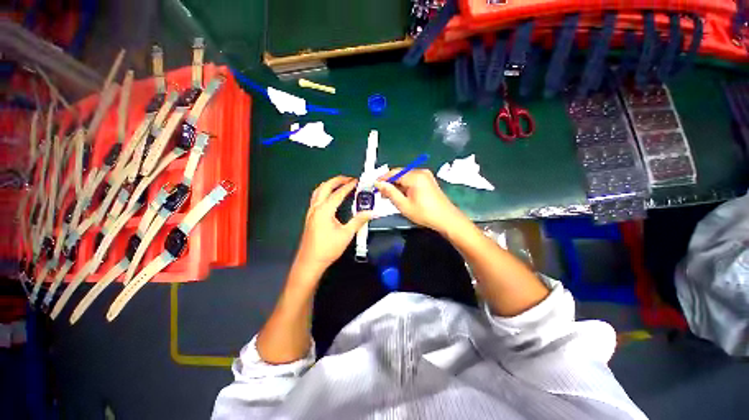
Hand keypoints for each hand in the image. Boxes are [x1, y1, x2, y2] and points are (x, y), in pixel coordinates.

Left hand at [294, 176, 372, 274]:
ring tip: (340, 184)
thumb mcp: (346, 234)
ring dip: (329, 185)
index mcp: (324, 210)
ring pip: (318, 191)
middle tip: (349, 179)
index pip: (338, 193)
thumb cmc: (328, 248)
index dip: (348, 186)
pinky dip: (324, 192)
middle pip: (325, 187)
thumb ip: (358, 221)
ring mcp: (311, 212)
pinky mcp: (310, 217)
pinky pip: (316, 198)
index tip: (357, 181)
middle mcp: (316, 207)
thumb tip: (371, 212)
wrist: (310, 262)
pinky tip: (330, 197)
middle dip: (337, 180)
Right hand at [375, 169, 465, 235]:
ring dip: (397, 184)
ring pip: (405, 176)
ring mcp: (426, 175)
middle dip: (389, 182)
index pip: (393, 173)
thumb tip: (379, 184)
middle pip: (399, 173)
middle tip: (381, 193)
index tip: (374, 185)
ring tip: (390, 196)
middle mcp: (421, 172)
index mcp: (415, 176)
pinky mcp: (428, 180)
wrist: (446, 218)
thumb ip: (390, 192)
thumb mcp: (404, 205)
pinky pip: (412, 179)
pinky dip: (405, 185)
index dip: (382, 178)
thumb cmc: (424, 213)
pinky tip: (401, 194)